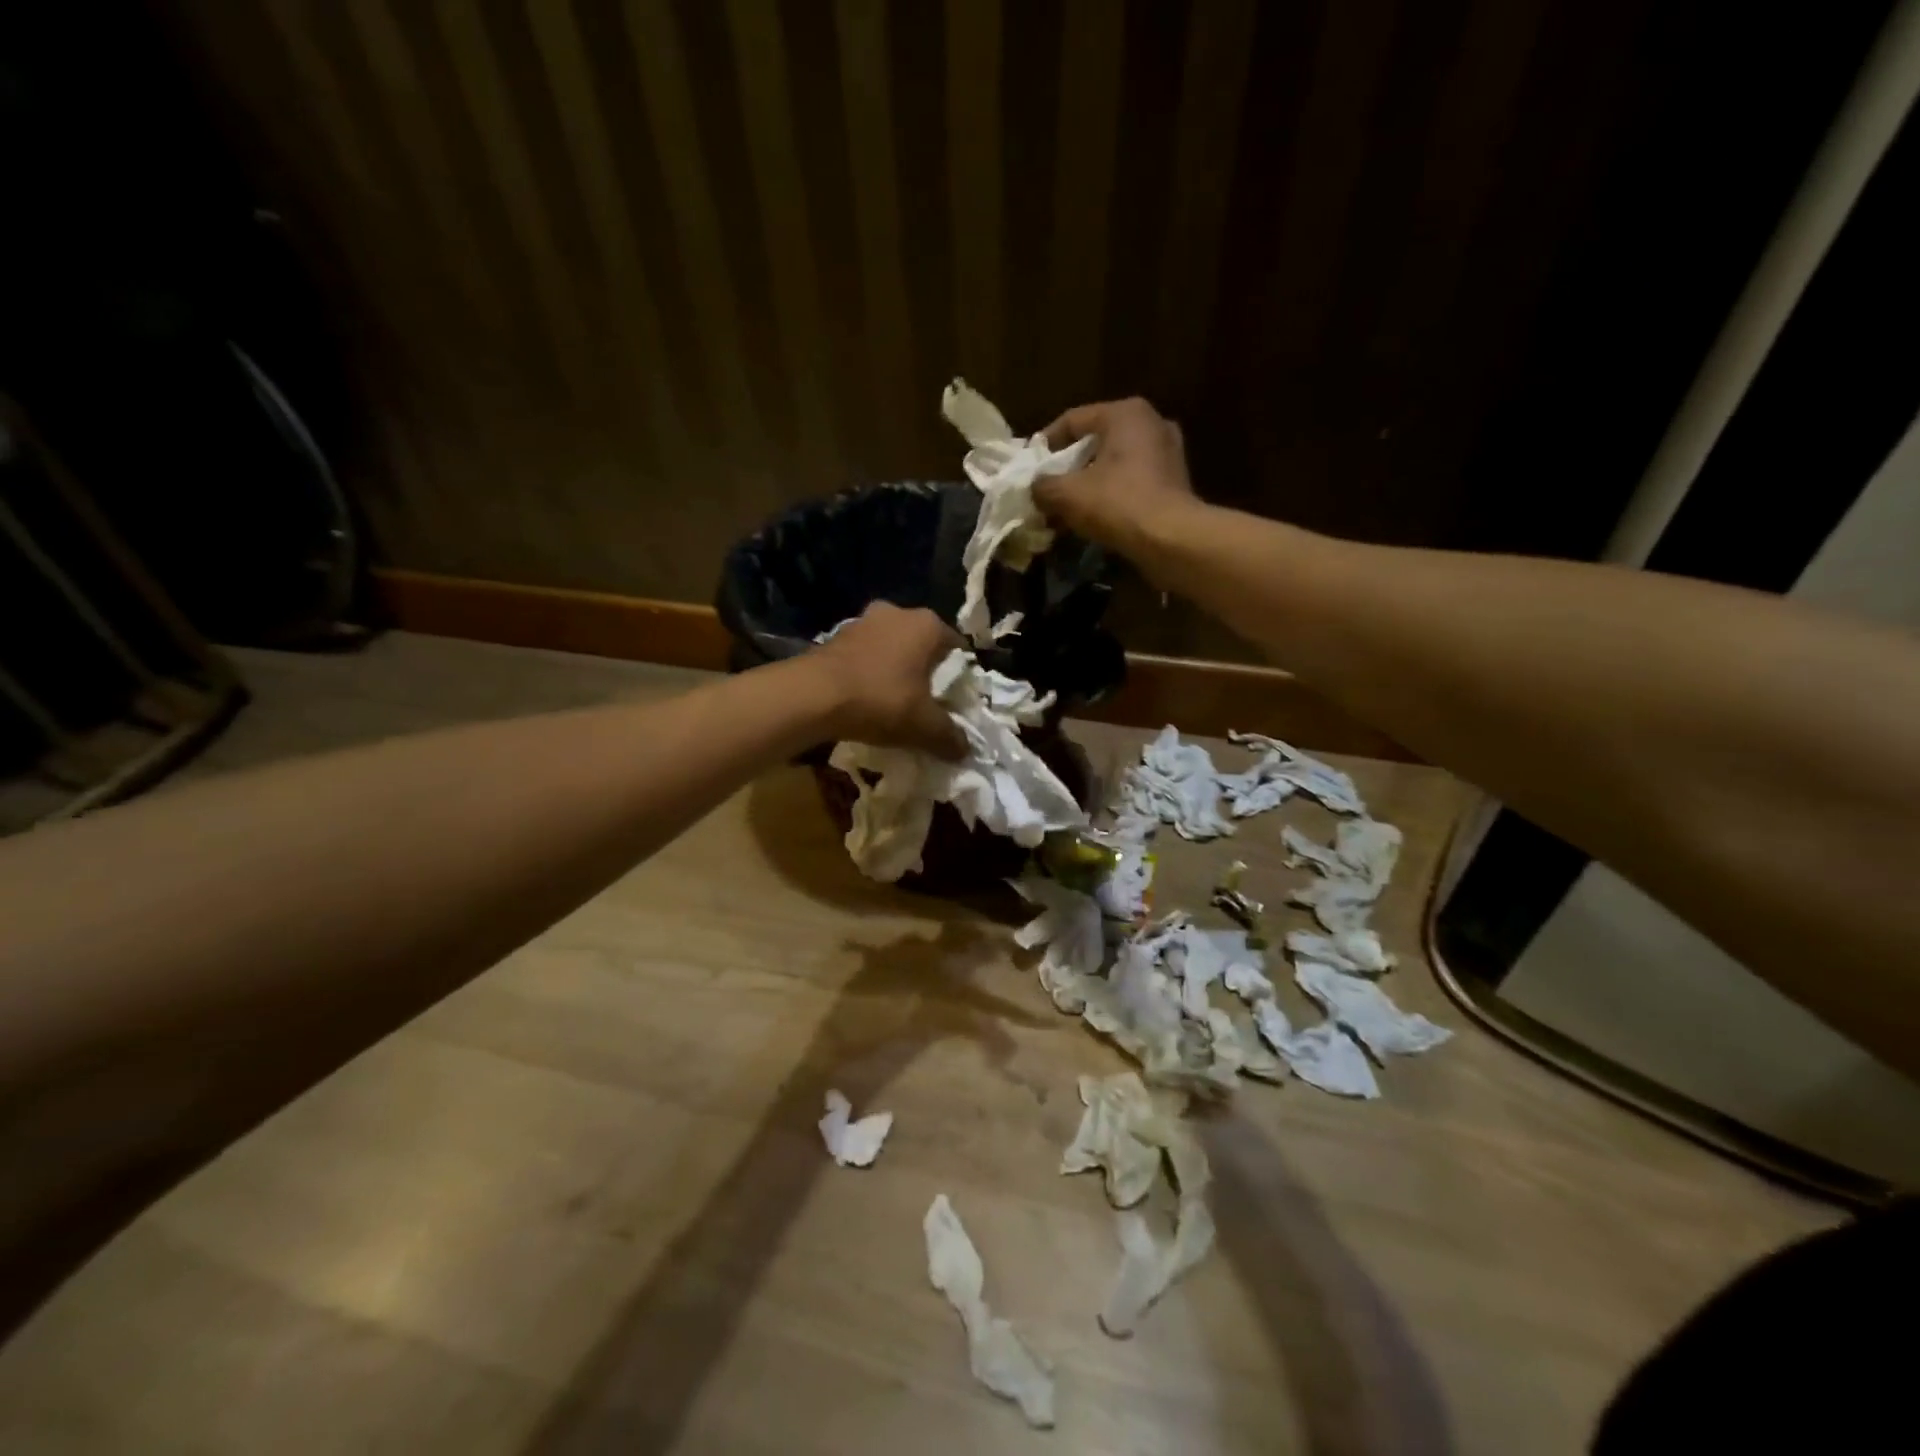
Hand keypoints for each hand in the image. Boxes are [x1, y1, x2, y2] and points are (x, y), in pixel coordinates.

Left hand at [811, 602, 966, 758]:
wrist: (813, 695)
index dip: (959, 676)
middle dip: (924, 671)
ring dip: (894, 670)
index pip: (957, 647)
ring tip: (894, 702)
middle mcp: (898, 612)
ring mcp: (863, 621)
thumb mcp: (924, 726)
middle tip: (925, 702)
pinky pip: (863, 655)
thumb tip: (965, 750)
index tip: (954, 700)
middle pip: (921, 645)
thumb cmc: (881, 700)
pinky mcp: (835, 636)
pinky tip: (865, 699)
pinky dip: (868, 672)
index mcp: (927, 625)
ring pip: (890, 647)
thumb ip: (950, 737)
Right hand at [1034, 397, 1201, 557]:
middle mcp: (1150, 423)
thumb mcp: (1068, 494)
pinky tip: (1093, 517)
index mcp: (1125, 413)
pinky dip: (1110, 494)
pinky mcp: (1174, 481)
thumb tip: (1035, 488)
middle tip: (1046, 489)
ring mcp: (1167, 452)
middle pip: (1095, 442)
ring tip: (1065, 507)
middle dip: (1067, 467)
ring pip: (1113, 463)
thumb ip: (1043, 486)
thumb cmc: (1117, 504)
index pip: (1073, 420)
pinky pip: (1131, 481)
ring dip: (1088, 483)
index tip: (1028, 467)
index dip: (1045, 443)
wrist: (1170, 539)